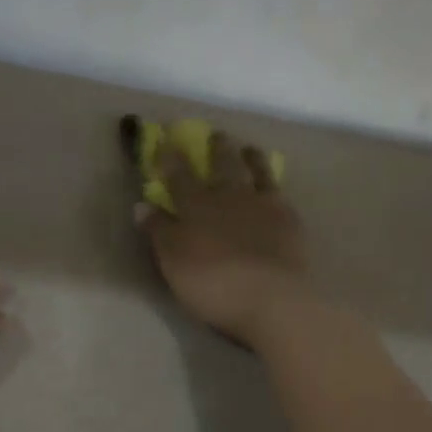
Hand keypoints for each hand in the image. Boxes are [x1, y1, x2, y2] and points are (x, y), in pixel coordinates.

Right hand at [137, 130, 311, 347]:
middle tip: (216, 134)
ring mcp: (264, 206)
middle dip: (217, 149)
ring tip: (250, 149)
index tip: (164, 140)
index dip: (170, 158)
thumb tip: (141, 205)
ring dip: (252, 159)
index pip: (179, 176)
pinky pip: (281, 195)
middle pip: (223, 166)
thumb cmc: (212, 284)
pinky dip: (275, 186)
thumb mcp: (173, 261)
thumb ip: (158, 231)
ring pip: (257, 173)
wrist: (270, 298)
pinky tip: (277, 187)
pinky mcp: (289, 222)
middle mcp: (230, 197)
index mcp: (197, 206)